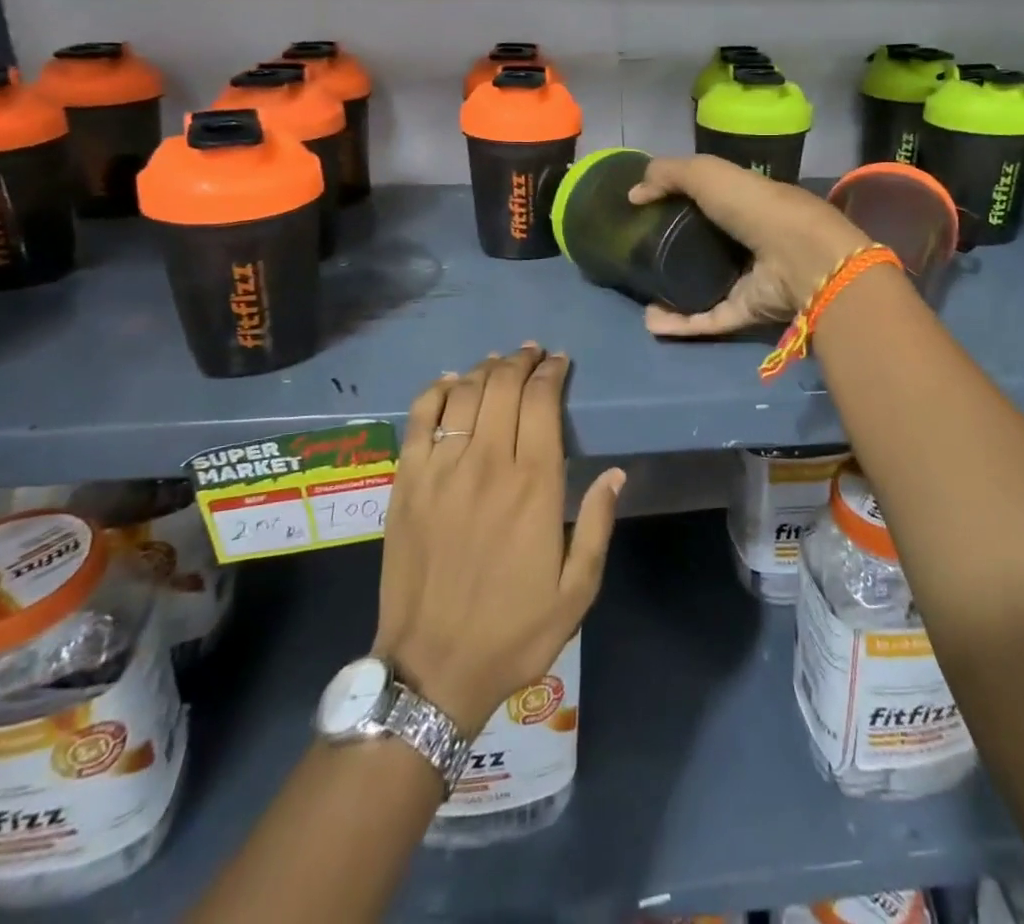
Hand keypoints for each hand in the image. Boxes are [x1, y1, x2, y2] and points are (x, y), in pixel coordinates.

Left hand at [373, 345, 624, 736]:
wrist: (432, 670)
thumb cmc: (513, 632)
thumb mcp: (577, 592)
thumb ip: (599, 526)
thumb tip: (616, 473)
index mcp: (534, 485)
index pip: (543, 402)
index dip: (552, 373)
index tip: (560, 362)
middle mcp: (488, 462)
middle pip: (504, 386)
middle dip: (521, 361)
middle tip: (532, 353)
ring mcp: (442, 468)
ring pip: (466, 393)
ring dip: (486, 369)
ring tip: (499, 362)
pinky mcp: (407, 480)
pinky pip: (421, 417)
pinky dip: (437, 390)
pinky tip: (451, 382)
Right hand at [627, 155, 867, 337]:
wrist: (799, 258)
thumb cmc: (755, 207)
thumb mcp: (707, 173)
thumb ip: (669, 175)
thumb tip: (634, 194)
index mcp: (744, 204)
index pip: (709, 203)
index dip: (677, 204)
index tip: (644, 212)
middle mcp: (748, 242)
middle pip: (705, 248)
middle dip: (672, 253)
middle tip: (637, 256)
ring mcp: (748, 281)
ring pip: (704, 289)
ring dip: (671, 295)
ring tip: (641, 296)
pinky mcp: (746, 313)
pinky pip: (707, 319)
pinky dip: (679, 323)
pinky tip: (650, 321)